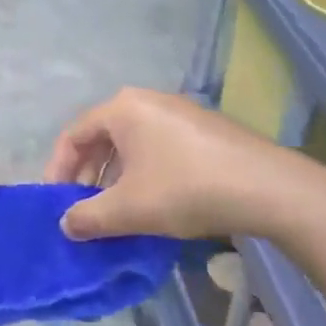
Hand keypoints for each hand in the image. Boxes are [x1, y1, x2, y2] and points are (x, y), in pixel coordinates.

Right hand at [43, 88, 325, 242]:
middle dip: (87, 175)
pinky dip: (144, 171)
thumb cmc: (186, 189)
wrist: (269, 188)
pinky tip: (153, 201)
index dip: (58, 170)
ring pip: (131, 143)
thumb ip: (88, 217)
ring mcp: (180, 112)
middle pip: (101, 137)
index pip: (73, 135)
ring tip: (115, 210)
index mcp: (122, 108)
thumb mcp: (129, 209)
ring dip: (115, 176)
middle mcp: (147, 101)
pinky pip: (158, 146)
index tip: (55, 203)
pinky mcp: (204, 129)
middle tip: (83, 208)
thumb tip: (66, 224)